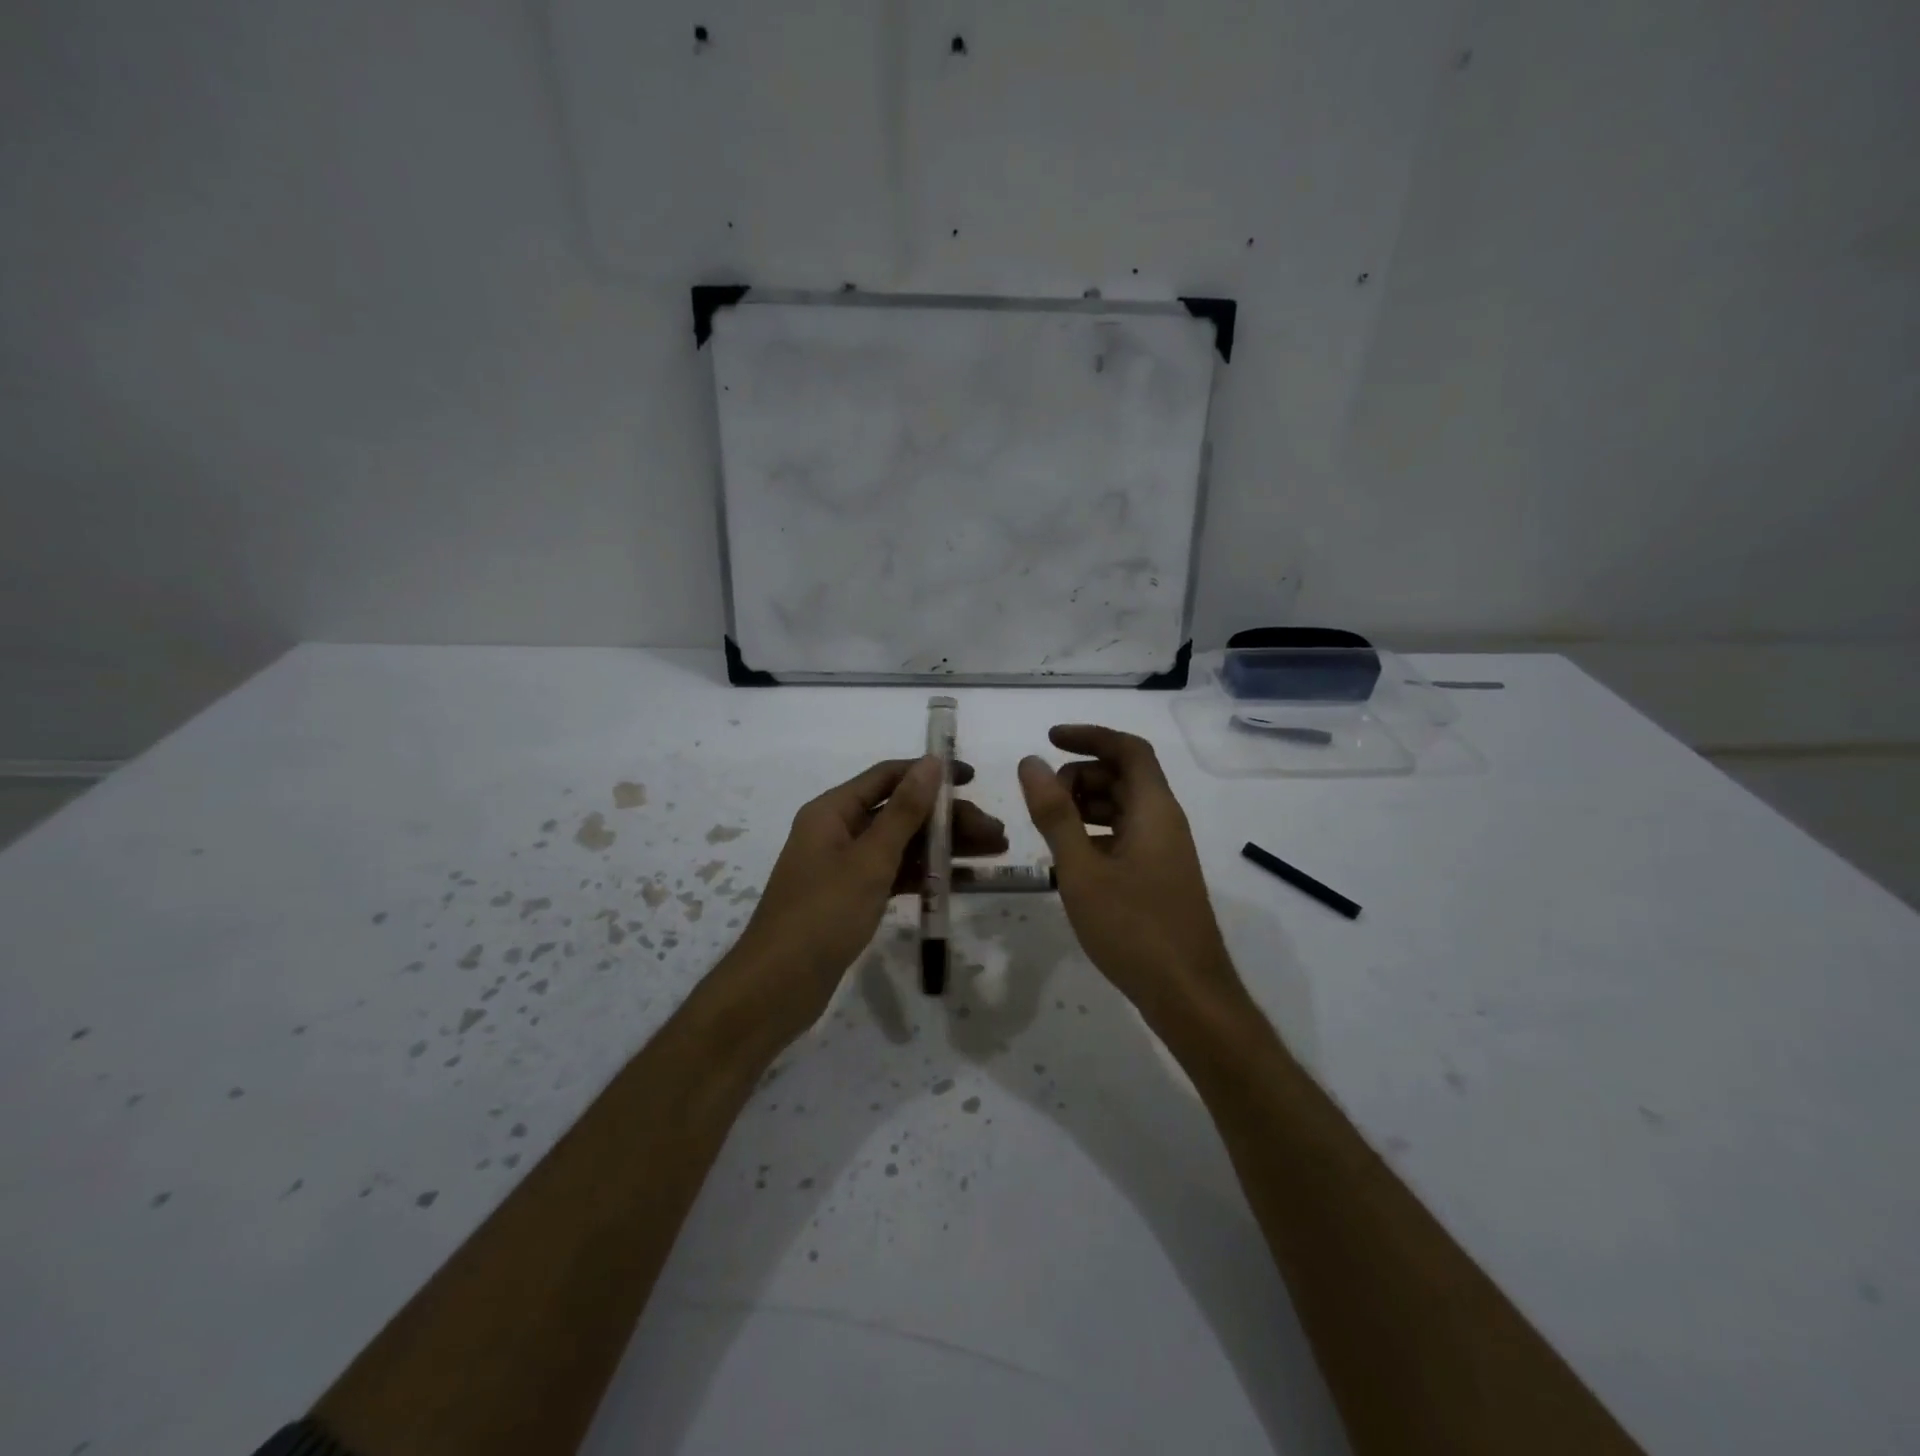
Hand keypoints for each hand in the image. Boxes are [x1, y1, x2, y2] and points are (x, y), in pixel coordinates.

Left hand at [728, 756, 1007, 1043]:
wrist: (777, 987)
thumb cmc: (822, 915)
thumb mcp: (869, 860)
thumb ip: (904, 811)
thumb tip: (932, 764)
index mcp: (833, 811)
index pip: (889, 777)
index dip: (931, 774)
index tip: (974, 780)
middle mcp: (838, 831)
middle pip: (901, 812)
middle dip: (949, 820)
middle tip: (996, 835)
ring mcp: (845, 866)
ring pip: (903, 845)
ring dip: (945, 847)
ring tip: (993, 854)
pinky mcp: (852, 898)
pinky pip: (896, 875)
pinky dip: (927, 876)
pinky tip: (963, 881)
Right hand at [1018, 725, 1241, 1021]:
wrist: (1188, 995)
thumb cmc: (1133, 928)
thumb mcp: (1081, 869)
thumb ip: (1054, 814)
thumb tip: (1030, 763)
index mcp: (1154, 809)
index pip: (1128, 749)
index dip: (1089, 736)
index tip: (1049, 740)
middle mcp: (1165, 821)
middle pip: (1124, 776)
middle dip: (1081, 775)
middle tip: (1042, 800)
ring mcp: (1164, 850)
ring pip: (1123, 807)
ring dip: (1085, 805)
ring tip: (1048, 828)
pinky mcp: (1159, 875)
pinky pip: (1125, 835)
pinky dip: (1095, 833)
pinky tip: (1069, 859)